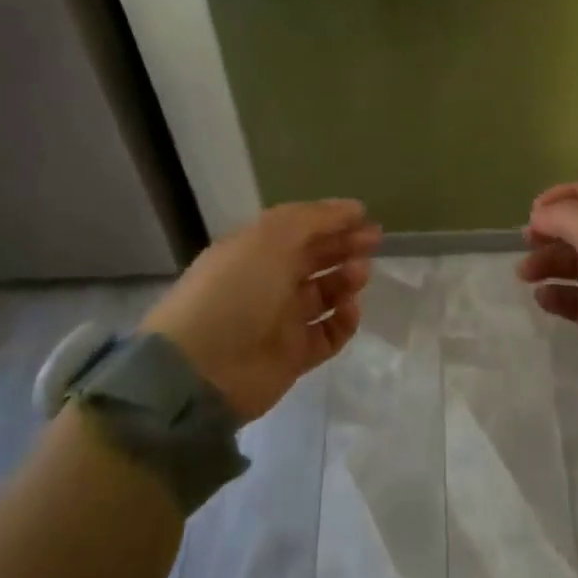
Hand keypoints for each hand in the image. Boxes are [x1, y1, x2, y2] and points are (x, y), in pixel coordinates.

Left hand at [144, 200, 380, 422]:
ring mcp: (281, 319)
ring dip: (346, 280)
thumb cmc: (236, 289)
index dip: (332, 220)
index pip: (301, 228)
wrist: (203, 368)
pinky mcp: (293, 355)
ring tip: (360, 275)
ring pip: (325, 294)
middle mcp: (269, 280)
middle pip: (316, 258)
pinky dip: (343, 322)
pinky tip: (351, 310)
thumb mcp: (272, 238)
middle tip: (375, 242)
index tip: (365, 216)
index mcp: (257, 248)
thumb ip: (315, 219)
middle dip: (345, 246)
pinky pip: (328, 334)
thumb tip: (352, 209)